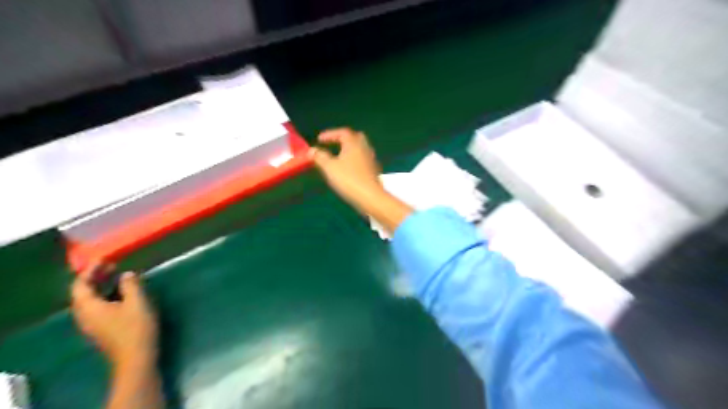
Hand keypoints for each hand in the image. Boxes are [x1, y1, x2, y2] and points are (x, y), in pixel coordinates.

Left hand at [70, 264, 158, 368]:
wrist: (135, 356)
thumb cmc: (135, 327)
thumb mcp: (137, 302)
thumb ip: (131, 285)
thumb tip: (126, 274)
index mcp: (89, 307)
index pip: (80, 285)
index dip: (90, 271)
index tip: (104, 259)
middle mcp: (85, 315)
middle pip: (82, 293)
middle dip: (94, 277)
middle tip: (111, 266)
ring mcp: (92, 324)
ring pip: (89, 300)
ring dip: (100, 286)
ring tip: (116, 276)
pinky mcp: (101, 329)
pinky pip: (96, 307)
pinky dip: (104, 295)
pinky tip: (120, 293)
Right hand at [308, 127, 386, 210]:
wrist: (370, 197)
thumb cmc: (348, 179)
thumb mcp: (330, 168)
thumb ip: (320, 157)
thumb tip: (311, 150)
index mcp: (353, 144)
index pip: (342, 132)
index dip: (330, 134)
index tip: (319, 139)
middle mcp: (364, 148)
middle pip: (355, 137)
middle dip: (344, 138)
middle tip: (333, 143)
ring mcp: (371, 160)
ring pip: (361, 149)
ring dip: (350, 150)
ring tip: (340, 156)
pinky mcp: (374, 171)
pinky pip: (364, 160)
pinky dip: (355, 160)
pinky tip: (350, 169)